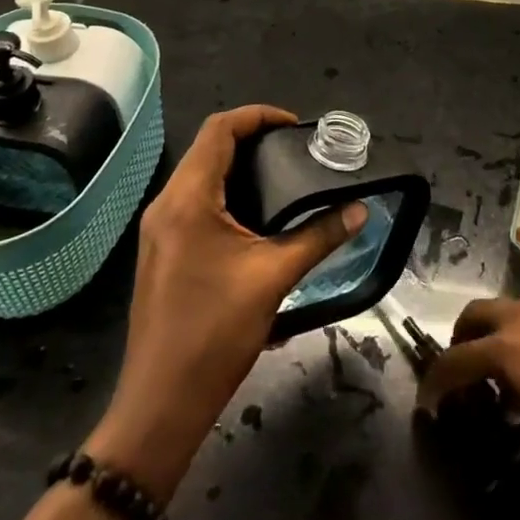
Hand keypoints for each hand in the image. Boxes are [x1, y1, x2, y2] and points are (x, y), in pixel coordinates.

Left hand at [88, 107, 366, 499]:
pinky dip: (226, 194)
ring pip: (200, 176)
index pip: (219, 129)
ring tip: (283, 177)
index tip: (295, 126)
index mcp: (188, 198)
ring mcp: (159, 229)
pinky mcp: (161, 251)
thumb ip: (318, 236)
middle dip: (252, 140)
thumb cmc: (215, 332)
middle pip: (208, 148)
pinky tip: (257, 217)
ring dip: (239, 168)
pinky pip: (194, 203)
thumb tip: (361, 210)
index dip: (258, 116)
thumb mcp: (273, 277)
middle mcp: (166, 204)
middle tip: (296, 151)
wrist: (161, 403)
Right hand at [416, 297, 519, 472]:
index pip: (458, 359)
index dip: (438, 381)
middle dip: (461, 339)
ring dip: (494, 333)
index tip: (429, 401)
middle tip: (462, 371)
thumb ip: (519, 401)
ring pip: (508, 310)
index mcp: (509, 346)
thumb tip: (511, 394)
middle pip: (476, 314)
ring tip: (504, 370)